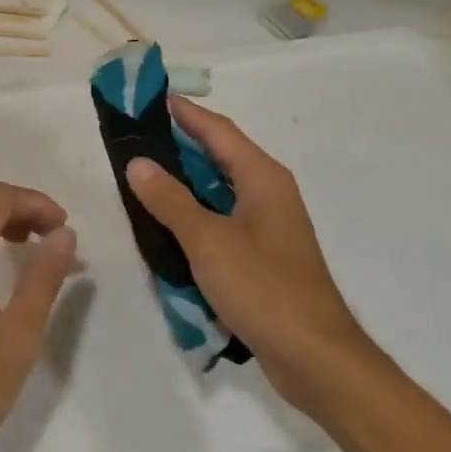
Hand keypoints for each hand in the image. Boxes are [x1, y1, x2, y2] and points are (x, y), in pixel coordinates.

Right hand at [125, 97, 378, 417]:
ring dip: (185, 179)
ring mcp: (268, 224)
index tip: (151, 96)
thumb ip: (170, 200)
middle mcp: (269, 192)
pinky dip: (195, 212)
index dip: (185, 112)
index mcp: (262, 177)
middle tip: (137, 135)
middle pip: (220, 155)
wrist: (313, 355)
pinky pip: (222, 218)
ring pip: (219, 189)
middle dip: (180, 143)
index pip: (218, 130)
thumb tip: (138, 162)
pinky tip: (168, 221)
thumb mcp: (207, 241)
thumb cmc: (262, 288)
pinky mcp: (263, 253)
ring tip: (143, 172)